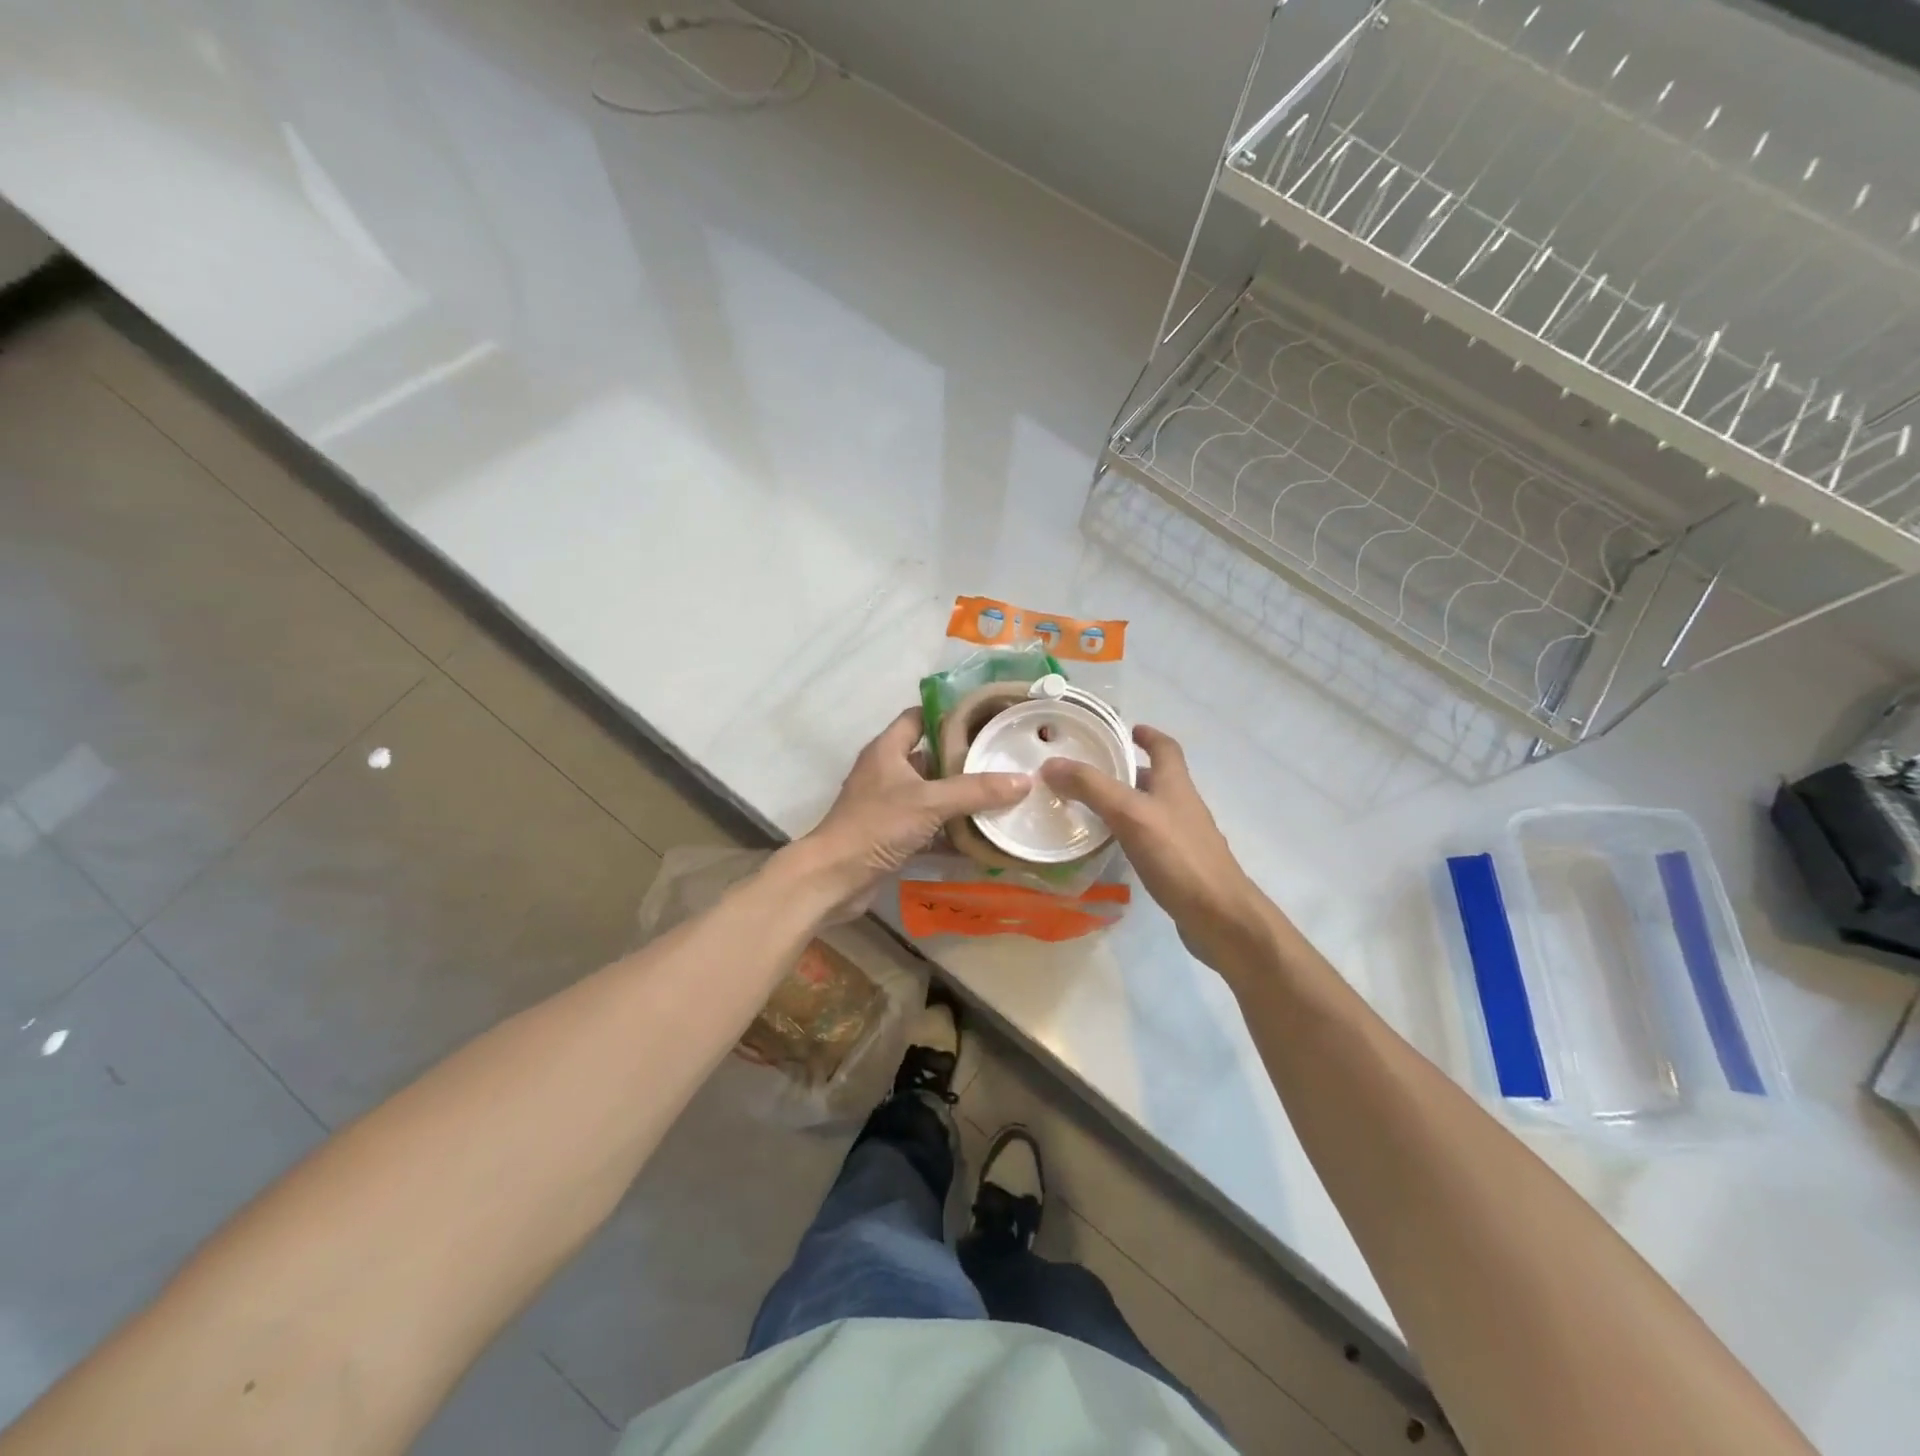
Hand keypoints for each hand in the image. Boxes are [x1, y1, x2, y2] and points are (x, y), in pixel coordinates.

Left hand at [788, 707, 1029, 916]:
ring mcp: (888, 806)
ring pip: (931, 795)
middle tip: (1003, 759)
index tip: (985, 719)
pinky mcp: (891, 836)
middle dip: (964, 760)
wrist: (834, 877)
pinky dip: (951, 831)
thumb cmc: (877, 825)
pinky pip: (928, 827)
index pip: (919, 717)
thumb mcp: (930, 802)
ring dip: (960, 798)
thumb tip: (1024, 780)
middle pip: (930, 757)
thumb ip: (976, 790)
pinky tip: (982, 836)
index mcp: (887, 750)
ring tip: (1002, 795)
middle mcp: (887, 772)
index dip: (949, 714)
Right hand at [1042, 725, 1272, 972]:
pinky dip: (1129, 834)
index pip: (1165, 747)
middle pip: (1156, 778)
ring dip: (1124, 803)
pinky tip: (1110, 847)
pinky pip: (1149, 839)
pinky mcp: (1179, 866)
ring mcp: (1184, 837)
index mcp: (1176, 784)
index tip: (1127, 730)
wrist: (1220, 917)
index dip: (1148, 735)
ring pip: (1150, 810)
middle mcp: (1182, 805)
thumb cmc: (1178, 856)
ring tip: (1089, 807)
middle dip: (1126, 770)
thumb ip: (1091, 787)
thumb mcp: (1129, 814)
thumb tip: (1050, 764)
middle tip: (1089, 772)